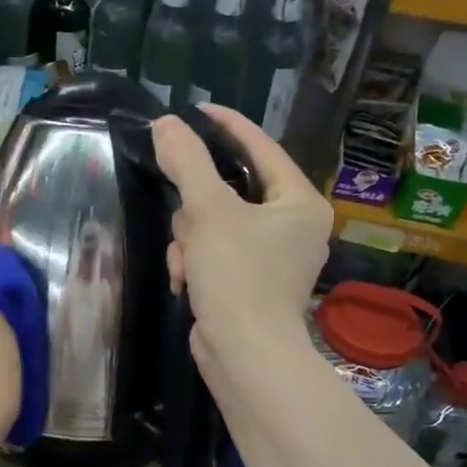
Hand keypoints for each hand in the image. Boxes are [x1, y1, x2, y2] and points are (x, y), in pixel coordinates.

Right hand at [152, 105, 331, 365]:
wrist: (244, 356)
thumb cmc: (238, 276)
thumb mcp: (209, 211)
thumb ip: (187, 161)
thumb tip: (166, 123)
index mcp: (299, 203)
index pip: (262, 148)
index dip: (228, 126)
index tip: (196, 110)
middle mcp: (293, 227)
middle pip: (230, 190)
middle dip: (198, 208)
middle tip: (187, 223)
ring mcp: (273, 258)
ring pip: (215, 223)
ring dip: (191, 239)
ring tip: (187, 263)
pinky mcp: (250, 283)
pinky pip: (214, 252)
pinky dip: (195, 261)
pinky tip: (186, 281)